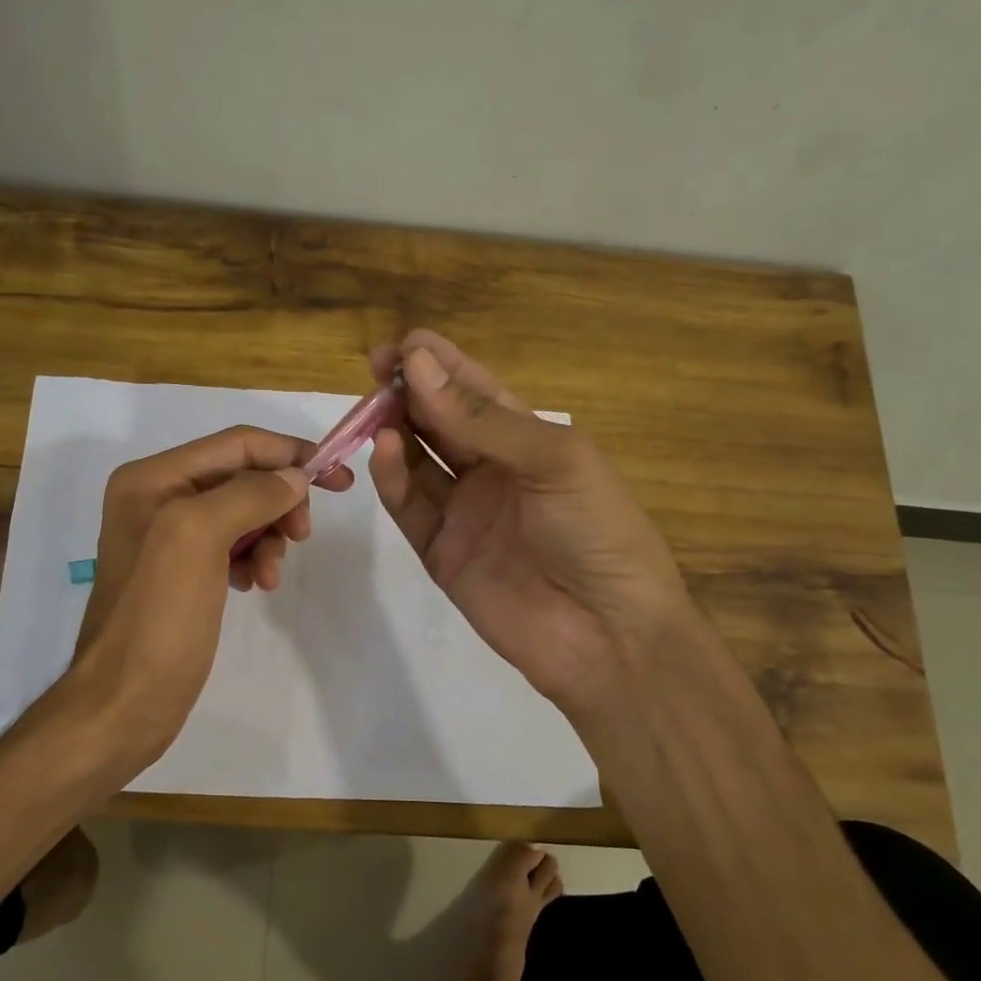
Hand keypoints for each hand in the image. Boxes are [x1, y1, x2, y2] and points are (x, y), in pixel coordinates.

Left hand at [63, 426, 354, 775]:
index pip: (236, 444)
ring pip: (243, 513)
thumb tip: (294, 477)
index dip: (289, 454)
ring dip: (269, 537)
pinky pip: (232, 546)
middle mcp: (157, 498)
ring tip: (271, 576)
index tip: (338, 479)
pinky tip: (255, 585)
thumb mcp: (198, 538)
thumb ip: (249, 495)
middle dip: (279, 501)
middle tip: (303, 535)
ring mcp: (169, 537)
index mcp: (152, 478)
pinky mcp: (182, 572)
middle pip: (242, 477)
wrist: (124, 703)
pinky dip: (253, 559)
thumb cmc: (158, 618)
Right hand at [367, 330, 690, 720]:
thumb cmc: (596, 533)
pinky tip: (383, 450)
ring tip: (373, 407)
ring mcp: (464, 512)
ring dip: (395, 430)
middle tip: (375, 368)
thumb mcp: (553, 461)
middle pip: (441, 421)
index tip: (403, 344)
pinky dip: (392, 478)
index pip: (478, 392)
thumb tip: (416, 365)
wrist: (607, 636)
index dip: (441, 365)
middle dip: (409, 392)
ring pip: (418, 460)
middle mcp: (494, 471)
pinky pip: (410, 507)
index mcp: (531, 441)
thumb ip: (481, 419)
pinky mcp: (441, 552)